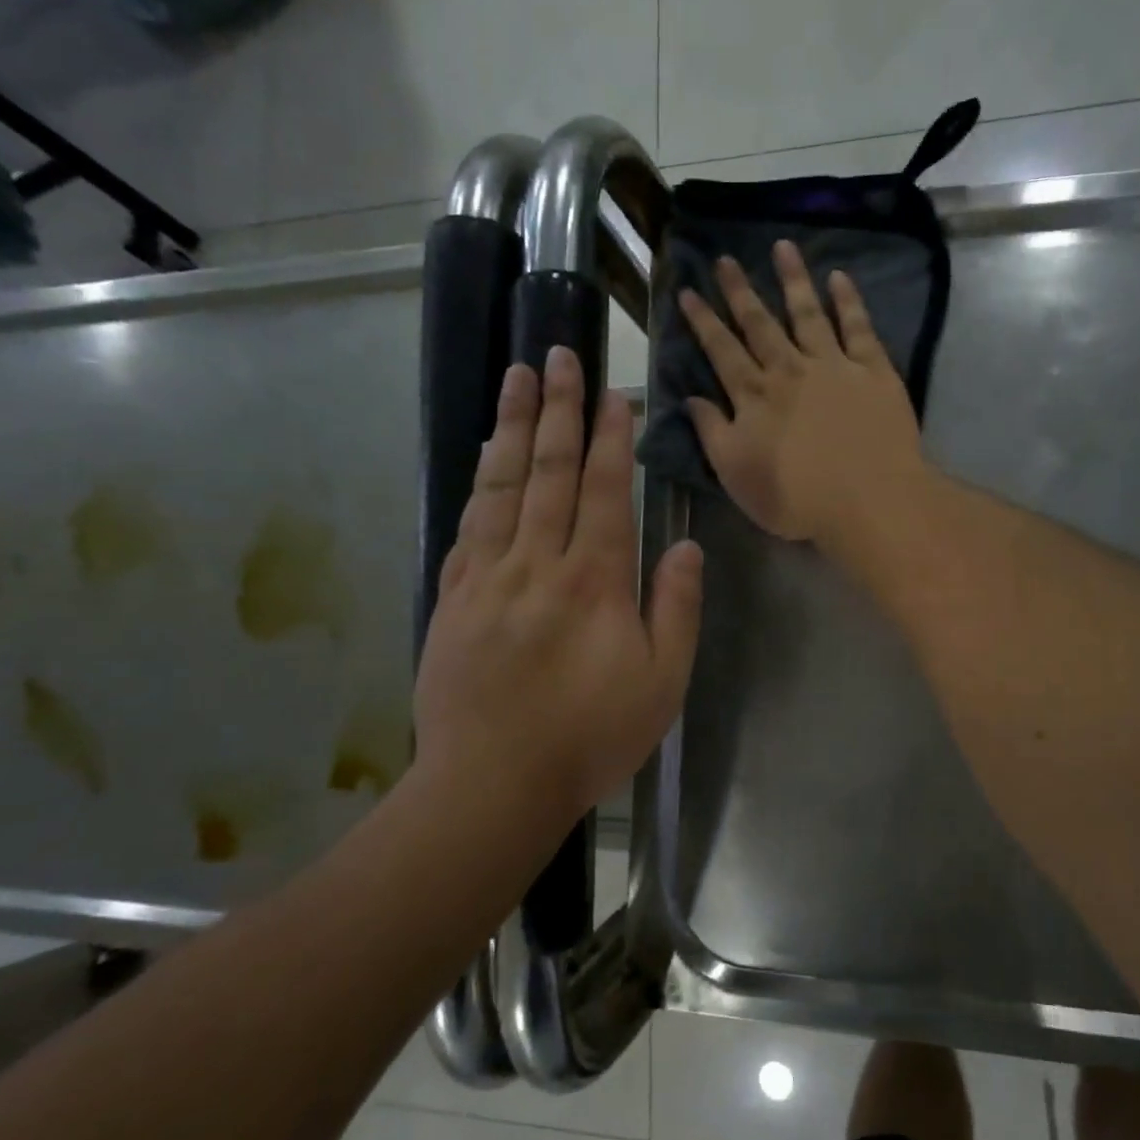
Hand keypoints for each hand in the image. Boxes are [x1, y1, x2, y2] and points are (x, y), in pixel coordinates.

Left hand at [414, 347, 702, 834]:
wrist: (493, 783)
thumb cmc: (590, 737)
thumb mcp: (661, 683)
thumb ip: (676, 608)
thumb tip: (684, 545)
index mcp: (595, 582)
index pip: (604, 491)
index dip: (609, 439)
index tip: (614, 394)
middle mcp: (539, 563)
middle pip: (550, 472)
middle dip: (560, 410)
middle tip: (562, 356)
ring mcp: (489, 576)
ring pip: (503, 485)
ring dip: (515, 427)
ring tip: (520, 378)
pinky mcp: (454, 596)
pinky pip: (470, 523)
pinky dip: (481, 481)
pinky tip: (486, 455)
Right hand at [679, 241, 925, 546]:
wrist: (867, 500)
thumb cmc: (795, 498)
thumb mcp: (736, 475)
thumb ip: (712, 433)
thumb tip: (691, 399)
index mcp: (754, 397)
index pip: (721, 351)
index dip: (703, 321)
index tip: (688, 291)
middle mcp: (789, 370)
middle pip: (760, 324)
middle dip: (740, 291)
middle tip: (725, 258)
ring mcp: (833, 365)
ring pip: (808, 313)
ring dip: (793, 279)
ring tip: (782, 247)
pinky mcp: (873, 371)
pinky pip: (858, 327)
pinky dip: (849, 300)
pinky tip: (839, 277)